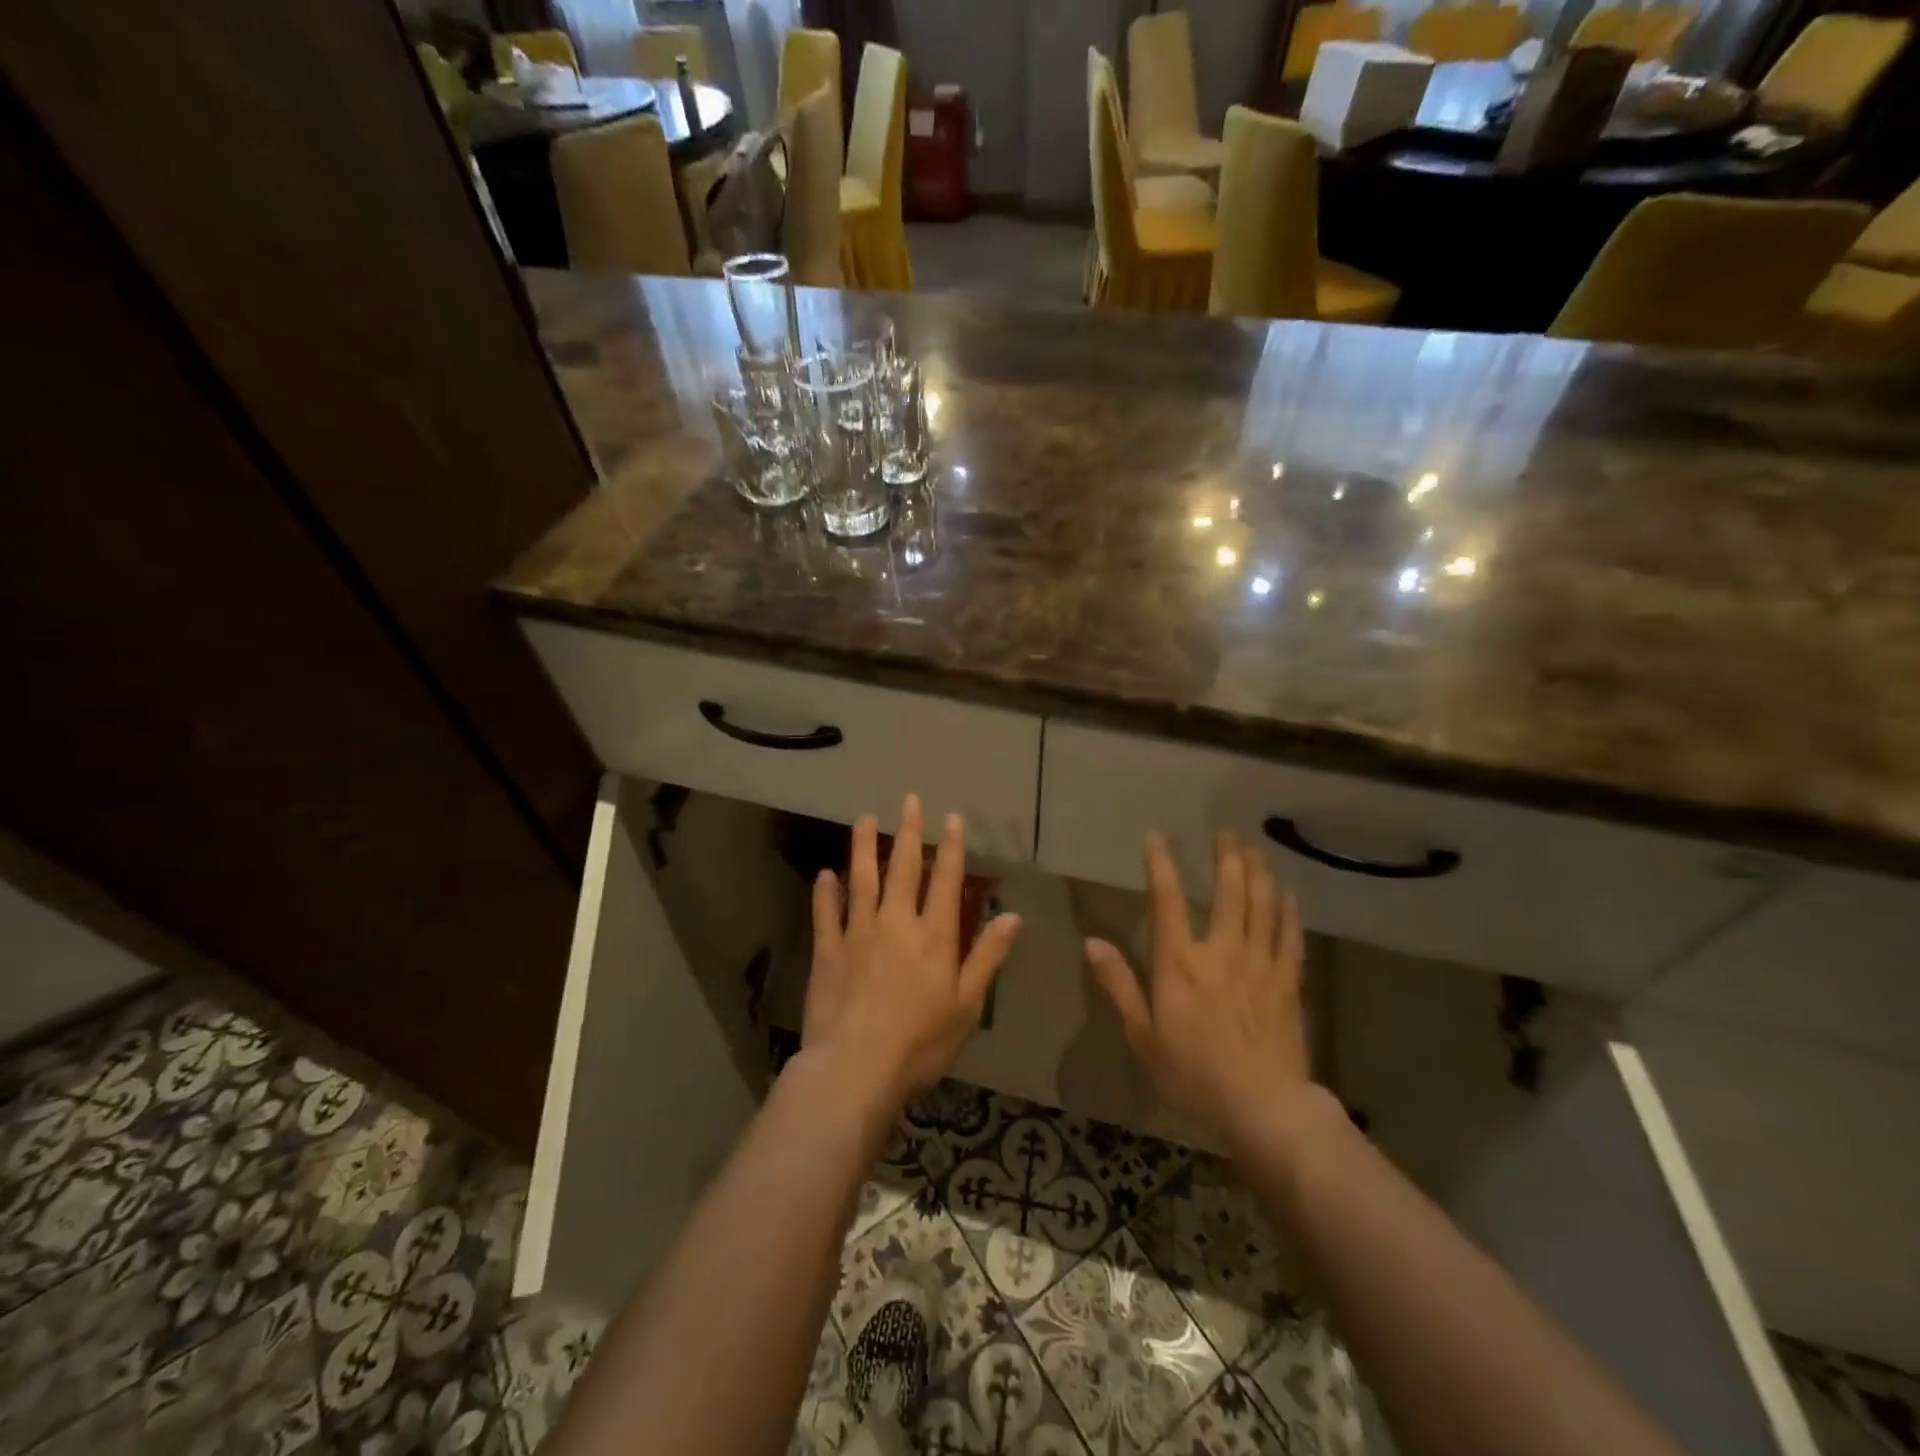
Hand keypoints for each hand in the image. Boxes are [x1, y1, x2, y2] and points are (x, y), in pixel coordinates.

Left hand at [803, 795, 1022, 1107]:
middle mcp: (896, 923)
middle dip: (908, 832)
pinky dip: (826, 892)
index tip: (951, 818)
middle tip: (909, 800)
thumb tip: (1013, 916)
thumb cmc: (920, 1042)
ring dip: (864, 847)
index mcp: (934, 936)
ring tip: (864, 819)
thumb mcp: (967, 1005)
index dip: (950, 848)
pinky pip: (826, 913)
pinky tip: (825, 873)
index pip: (947, 881)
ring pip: (862, 880)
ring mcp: (858, 933)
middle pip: (903, 868)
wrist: (857, 1068)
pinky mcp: (828, 951)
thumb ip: (988, 956)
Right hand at [1086, 831, 1310, 1146]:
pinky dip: (1289, 912)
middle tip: (1227, 833)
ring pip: (1263, 906)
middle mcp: (1221, 951)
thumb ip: (1119, 985)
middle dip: (1228, 857)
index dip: (1161, 864)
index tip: (1157, 837)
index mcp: (1180, 962)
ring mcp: (1260, 965)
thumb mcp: (1142, 1035)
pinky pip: (1291, 938)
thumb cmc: (1193, 1074)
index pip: (1168, 899)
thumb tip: (1092, 943)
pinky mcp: (1288, 984)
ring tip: (1256, 850)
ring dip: (1260, 873)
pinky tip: (1289, 895)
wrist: (1263, 1108)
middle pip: (1229, 891)